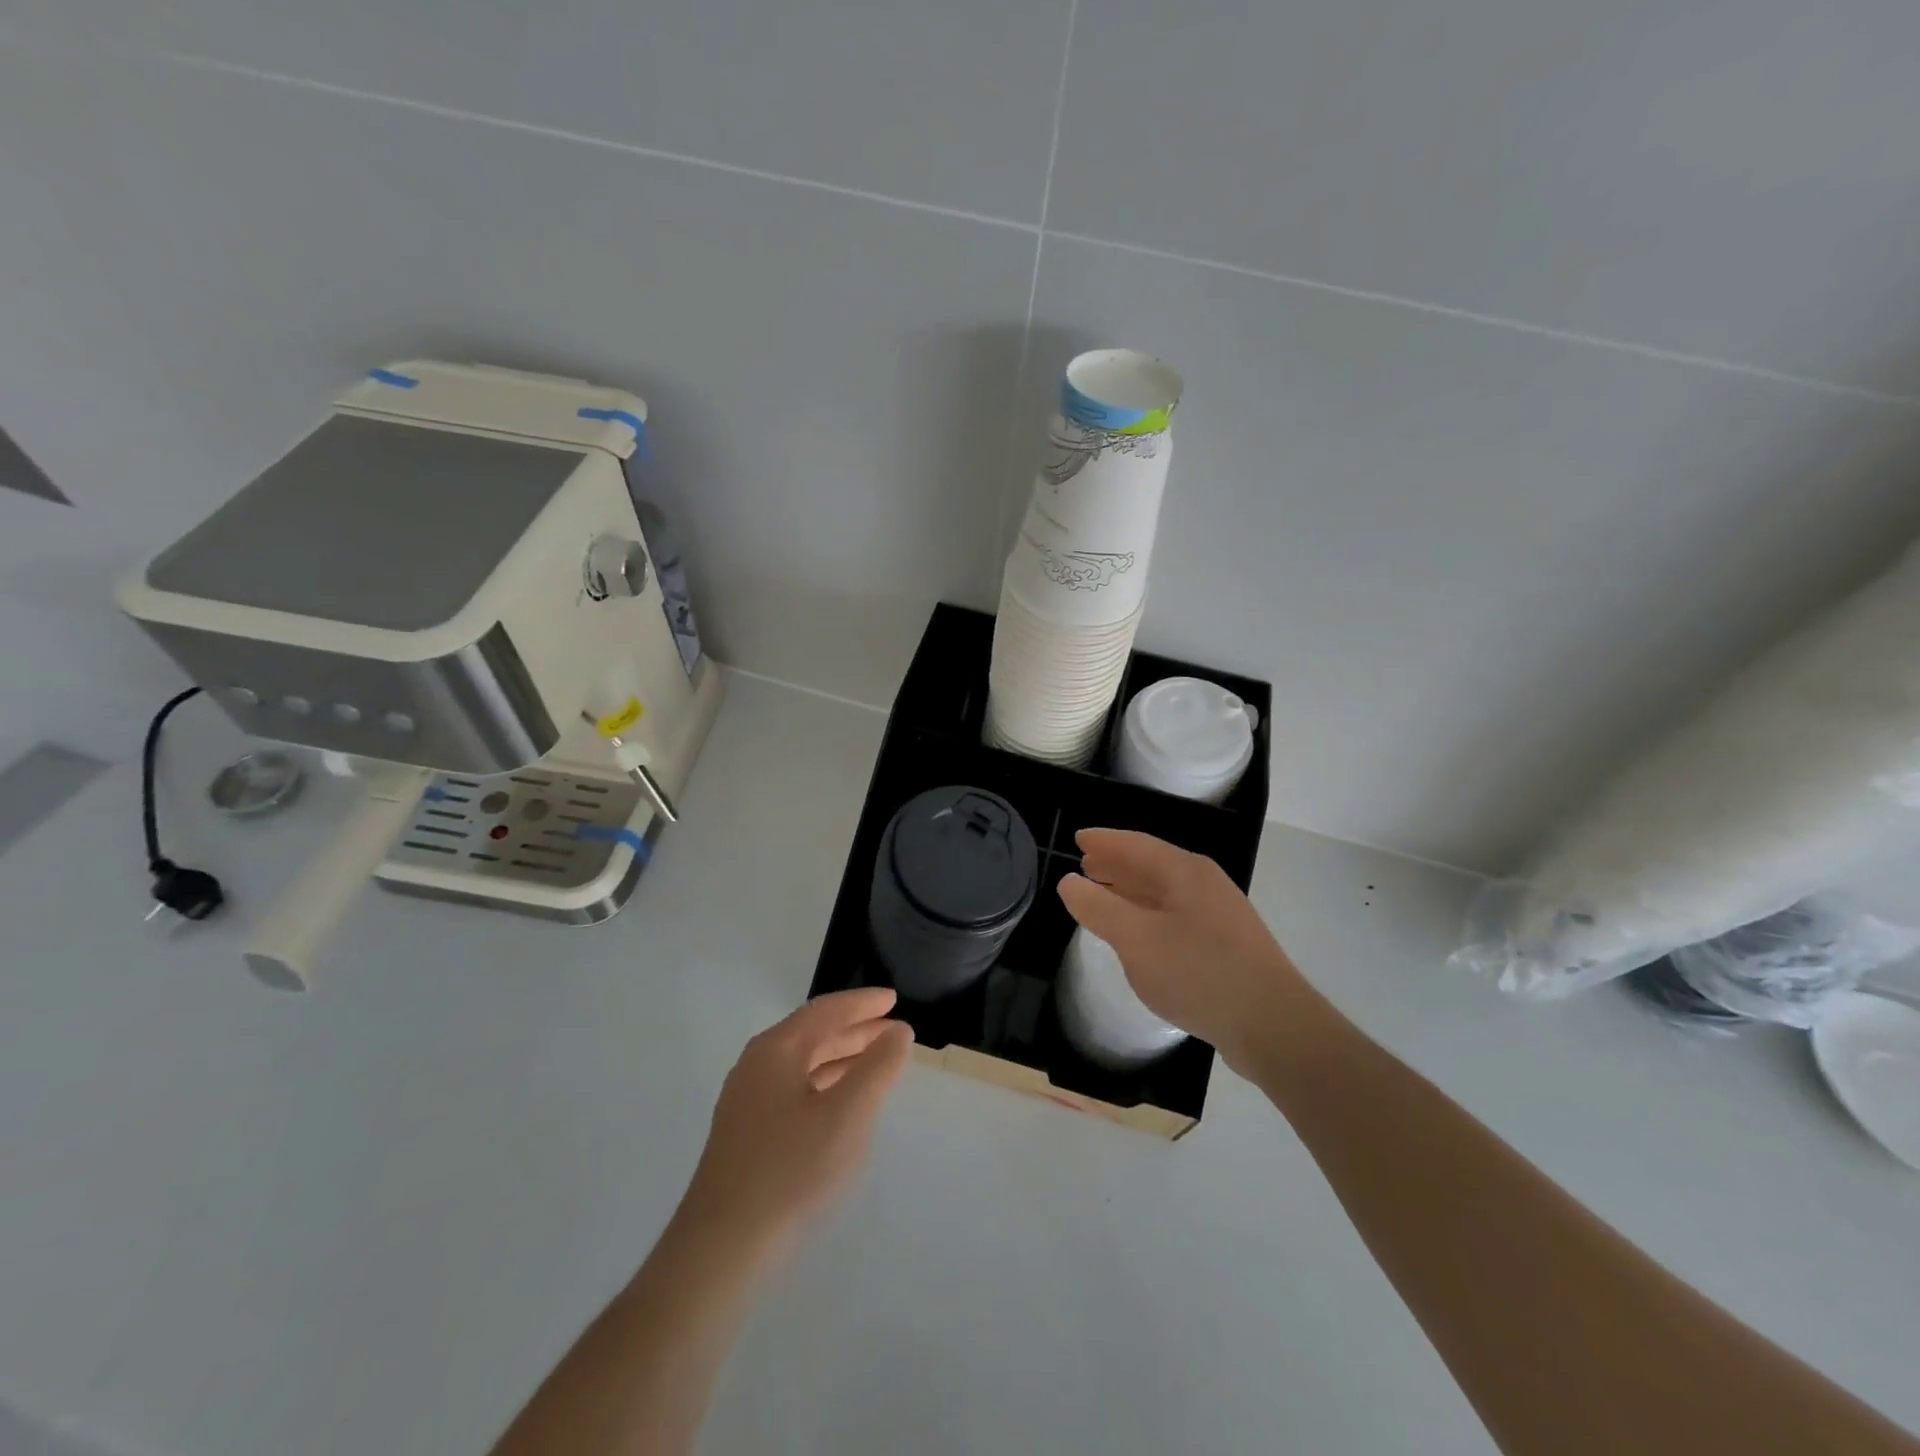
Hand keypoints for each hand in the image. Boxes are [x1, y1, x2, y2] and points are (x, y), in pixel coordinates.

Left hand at [681, 988, 913, 1251]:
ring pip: (804, 1065)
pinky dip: (826, 1085)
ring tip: (878, 1062)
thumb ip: (878, 1067)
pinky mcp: (747, 1136)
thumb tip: (898, 1031)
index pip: (825, 1011)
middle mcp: (756, 1067)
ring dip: (842, 1058)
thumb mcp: (847, 1115)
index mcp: (775, 1051)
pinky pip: (795, 1091)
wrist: (721, 1251)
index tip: (894, 999)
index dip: (862, 1003)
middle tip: (894, 1030)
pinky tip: (844, 1105)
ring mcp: (747, 1102)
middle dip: (855, 1030)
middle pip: (812, 1034)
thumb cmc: (791, 1171)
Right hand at [1058, 830, 1302, 1071]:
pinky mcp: (1228, 946)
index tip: (1079, 839)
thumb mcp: (1136, 940)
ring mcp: (1220, 915)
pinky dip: (1149, 916)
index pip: (1136, 844)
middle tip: (1087, 866)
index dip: (1105, 841)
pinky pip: (1177, 916)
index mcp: (1185, 872)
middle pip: (1153, 865)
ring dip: (1133, 892)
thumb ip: (1098, 908)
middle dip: (1117, 865)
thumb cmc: (1199, 972)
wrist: (1273, 1025)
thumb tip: (1069, 881)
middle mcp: (1205, 884)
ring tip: (1106, 898)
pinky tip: (1141, 937)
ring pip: (1166, 893)